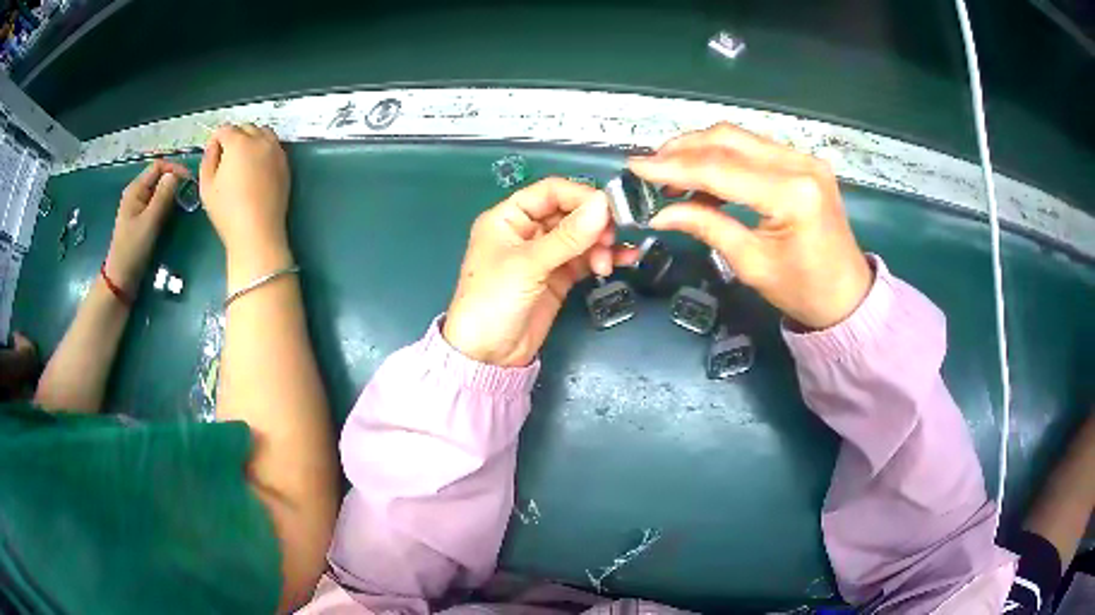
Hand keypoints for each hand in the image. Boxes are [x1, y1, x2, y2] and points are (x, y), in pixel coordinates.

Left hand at [105, 159, 190, 293]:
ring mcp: (138, 207)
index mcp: (135, 189)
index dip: (175, 169)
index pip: (158, 166)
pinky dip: (167, 205)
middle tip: (190, 193)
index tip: (190, 180)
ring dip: (172, 194)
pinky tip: (173, 214)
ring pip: (159, 191)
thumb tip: (175, 174)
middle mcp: (136, 193)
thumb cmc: (133, 250)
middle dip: (175, 182)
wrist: (121, 280)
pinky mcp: (141, 219)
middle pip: (159, 177)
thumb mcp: (149, 222)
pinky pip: (157, 204)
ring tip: (184, 203)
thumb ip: (162, 196)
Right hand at [200, 124, 292, 283]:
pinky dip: (264, 150)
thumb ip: (208, 159)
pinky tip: (256, 169)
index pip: (225, 129)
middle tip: (226, 158)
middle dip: (234, 137)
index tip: (212, 153)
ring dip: (252, 139)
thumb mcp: (206, 185)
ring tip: (242, 160)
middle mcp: (260, 141)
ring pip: (263, 133)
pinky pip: (274, 147)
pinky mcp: (285, 164)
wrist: (257, 232)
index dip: (215, 139)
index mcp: (239, 143)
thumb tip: (213, 146)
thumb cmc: (228, 211)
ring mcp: (276, 151)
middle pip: (246, 127)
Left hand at [443, 178, 638, 366]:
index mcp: (509, 218)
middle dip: (593, 223)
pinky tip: (623, 260)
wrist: (487, 356)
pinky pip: (585, 259)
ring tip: (608, 261)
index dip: (580, 196)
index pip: (550, 192)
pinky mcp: (558, 277)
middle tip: (611, 237)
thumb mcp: (528, 265)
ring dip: (600, 243)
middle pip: (569, 213)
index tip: (608, 208)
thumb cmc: (493, 301)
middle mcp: (527, 231)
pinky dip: (603, 258)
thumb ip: (568, 236)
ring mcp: (545, 255)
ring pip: (581, 237)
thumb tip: (604, 205)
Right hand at [631, 122, 872, 329]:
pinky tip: (705, 173)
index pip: (720, 169)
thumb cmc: (802, 290)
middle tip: (651, 167)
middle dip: (683, 149)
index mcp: (791, 195)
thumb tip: (659, 213)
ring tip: (671, 169)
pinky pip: (755, 147)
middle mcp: (800, 164)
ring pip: (740, 137)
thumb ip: (706, 226)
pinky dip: (725, 155)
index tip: (635, 166)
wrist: (847, 295)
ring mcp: (805, 158)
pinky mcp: (805, 161)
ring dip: (701, 148)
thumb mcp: (750, 263)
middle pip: (728, 139)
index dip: (673, 166)